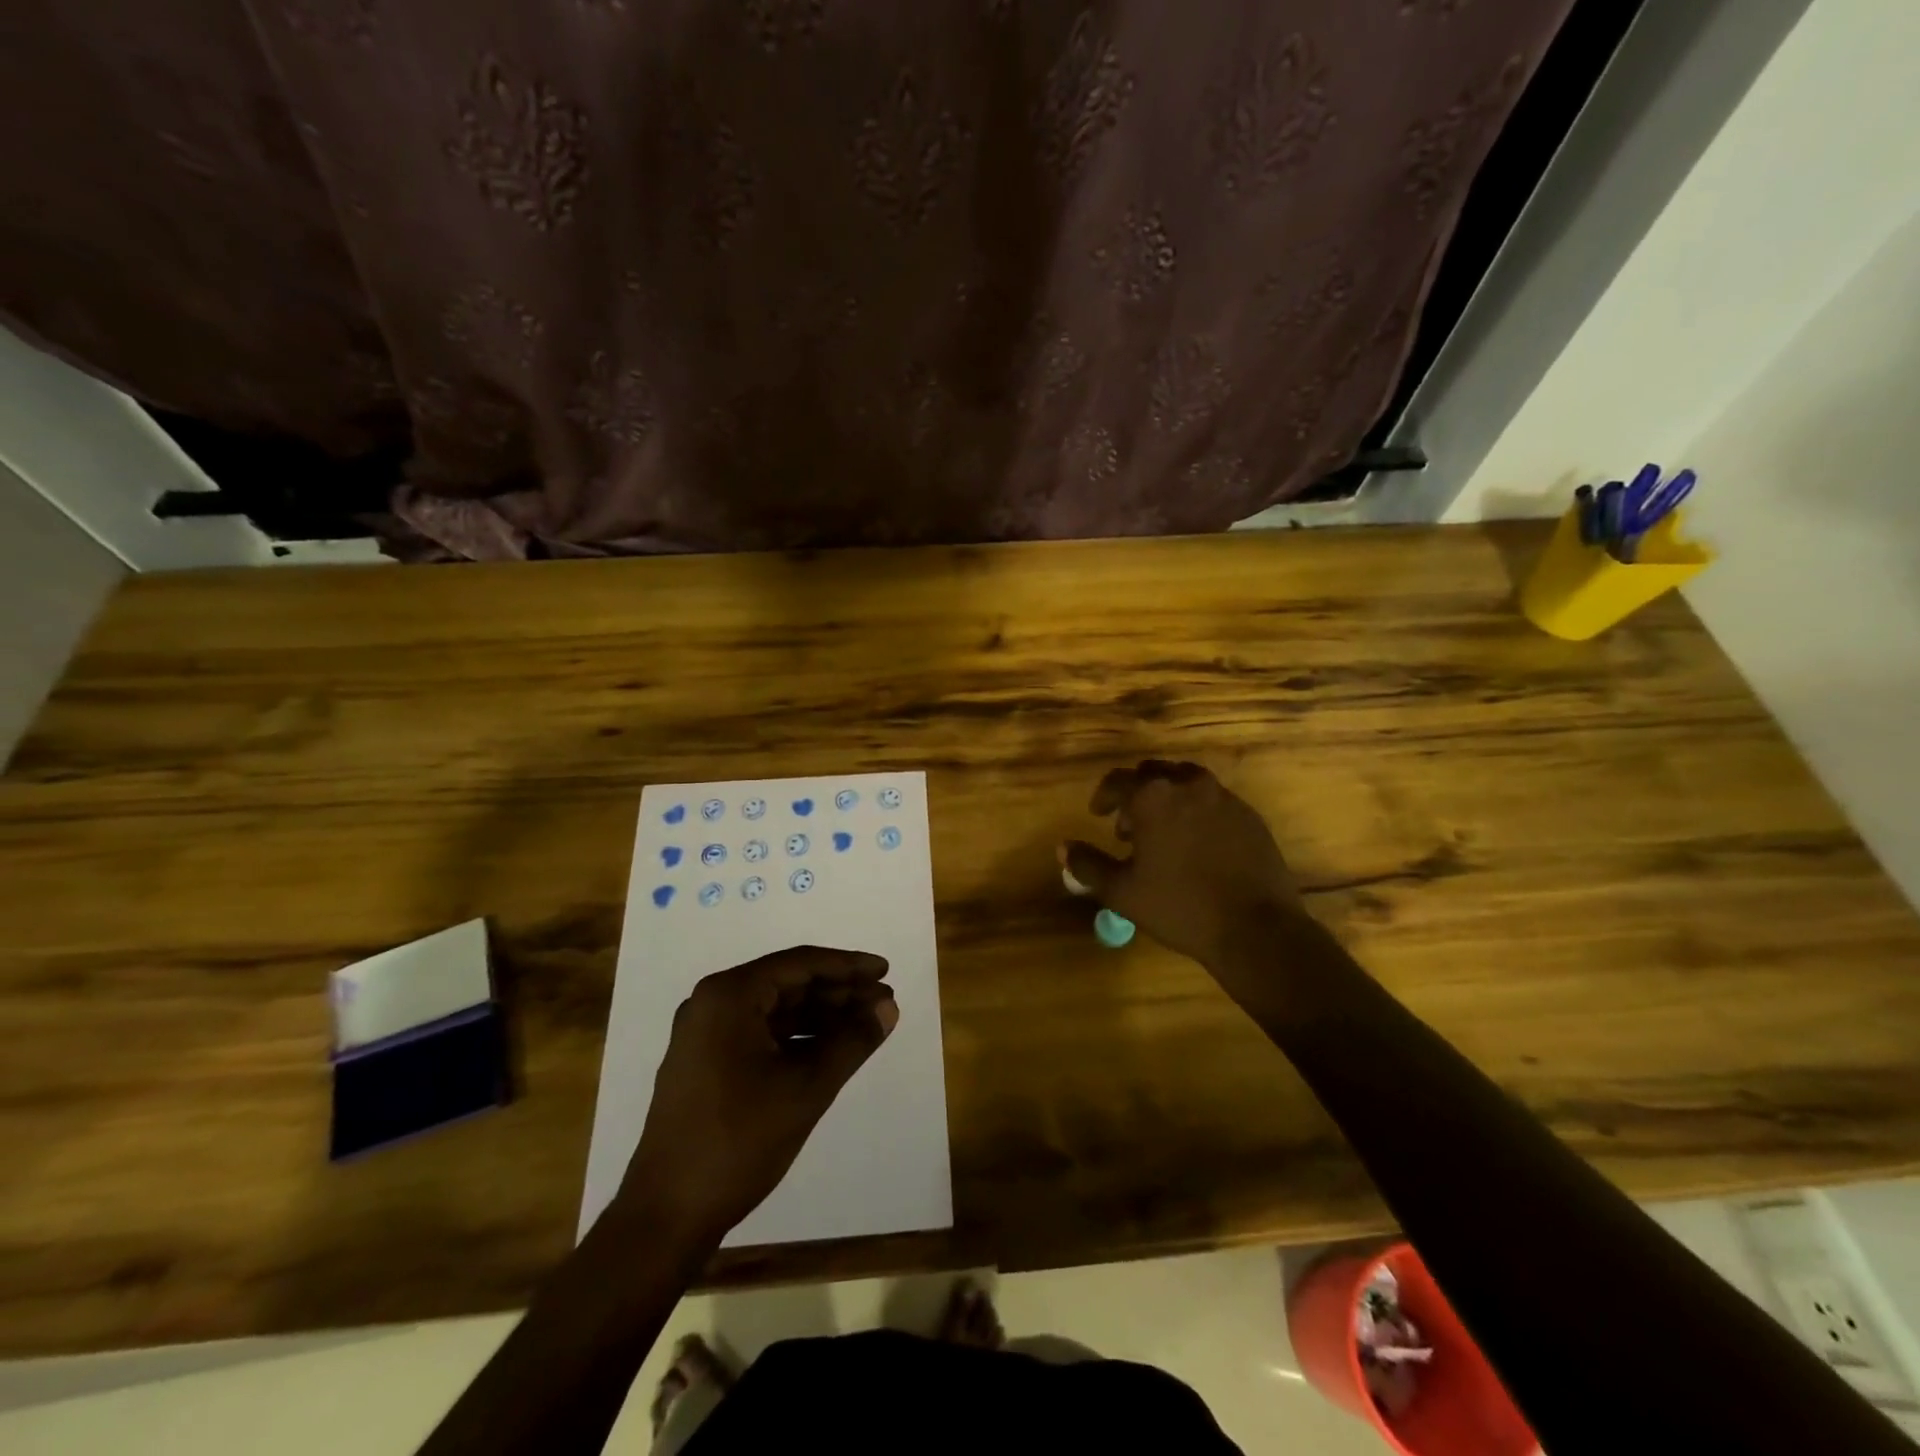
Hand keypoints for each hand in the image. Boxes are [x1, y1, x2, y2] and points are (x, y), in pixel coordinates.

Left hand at [618, 946, 897, 1245]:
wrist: (666, 1216)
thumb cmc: (738, 1141)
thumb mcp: (806, 1088)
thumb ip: (852, 1041)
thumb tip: (888, 1007)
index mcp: (729, 996)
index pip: (800, 964)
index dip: (848, 966)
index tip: (886, 971)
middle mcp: (712, 1004)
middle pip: (788, 984)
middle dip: (838, 992)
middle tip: (884, 1002)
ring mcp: (705, 1035)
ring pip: (776, 1011)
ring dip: (822, 1016)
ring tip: (867, 1024)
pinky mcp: (706, 1064)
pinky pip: (761, 1034)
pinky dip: (798, 1038)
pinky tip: (831, 1049)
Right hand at [1061, 760, 1302, 972]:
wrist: (1256, 928)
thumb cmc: (1179, 907)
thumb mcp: (1122, 892)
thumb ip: (1088, 865)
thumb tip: (1063, 848)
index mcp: (1153, 797)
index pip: (1118, 781)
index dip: (1103, 796)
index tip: (1098, 814)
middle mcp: (1188, 785)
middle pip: (1153, 773)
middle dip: (1136, 794)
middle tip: (1129, 827)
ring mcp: (1224, 798)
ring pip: (1187, 782)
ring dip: (1168, 798)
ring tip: (1164, 833)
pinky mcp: (1250, 816)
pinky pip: (1214, 801)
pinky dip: (1197, 812)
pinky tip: (1197, 845)